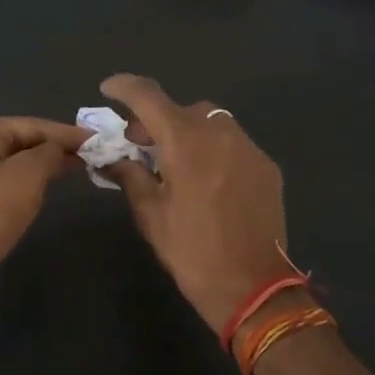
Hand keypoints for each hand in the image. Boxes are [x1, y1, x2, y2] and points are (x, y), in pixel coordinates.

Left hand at [0, 116, 89, 328]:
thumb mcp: (27, 176)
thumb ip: (49, 153)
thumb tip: (59, 147)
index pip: (30, 125)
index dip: (66, 133)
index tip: (97, 140)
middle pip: (16, 142)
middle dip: (52, 149)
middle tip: (89, 157)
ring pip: (6, 167)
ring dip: (37, 169)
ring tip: (70, 173)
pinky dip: (19, 188)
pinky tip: (36, 197)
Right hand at [100, 75, 290, 335]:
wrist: (254, 288)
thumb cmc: (192, 252)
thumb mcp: (151, 215)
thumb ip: (130, 176)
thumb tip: (112, 158)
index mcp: (185, 142)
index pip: (148, 96)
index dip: (124, 86)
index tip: (108, 89)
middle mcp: (219, 133)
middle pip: (182, 109)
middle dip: (157, 120)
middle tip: (140, 144)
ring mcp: (248, 147)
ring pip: (211, 122)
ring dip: (188, 132)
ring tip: (176, 162)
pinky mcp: (267, 166)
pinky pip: (233, 143)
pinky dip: (214, 149)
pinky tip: (207, 179)